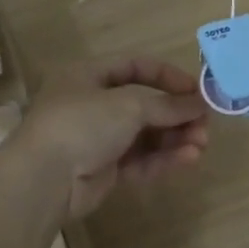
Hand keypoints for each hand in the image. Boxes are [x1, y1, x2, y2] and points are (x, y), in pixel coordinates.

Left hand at [14, 57, 209, 220]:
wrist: (44, 180)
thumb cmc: (82, 124)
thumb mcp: (128, 105)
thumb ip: (167, 104)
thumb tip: (199, 103)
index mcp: (89, 76)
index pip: (135, 67)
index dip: (168, 77)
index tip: (197, 91)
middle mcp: (92, 104)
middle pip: (144, 105)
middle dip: (176, 114)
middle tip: (204, 125)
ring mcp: (97, 138)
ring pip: (144, 135)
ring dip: (174, 138)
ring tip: (201, 144)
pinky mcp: (102, 169)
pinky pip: (139, 159)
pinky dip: (163, 158)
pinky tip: (188, 159)